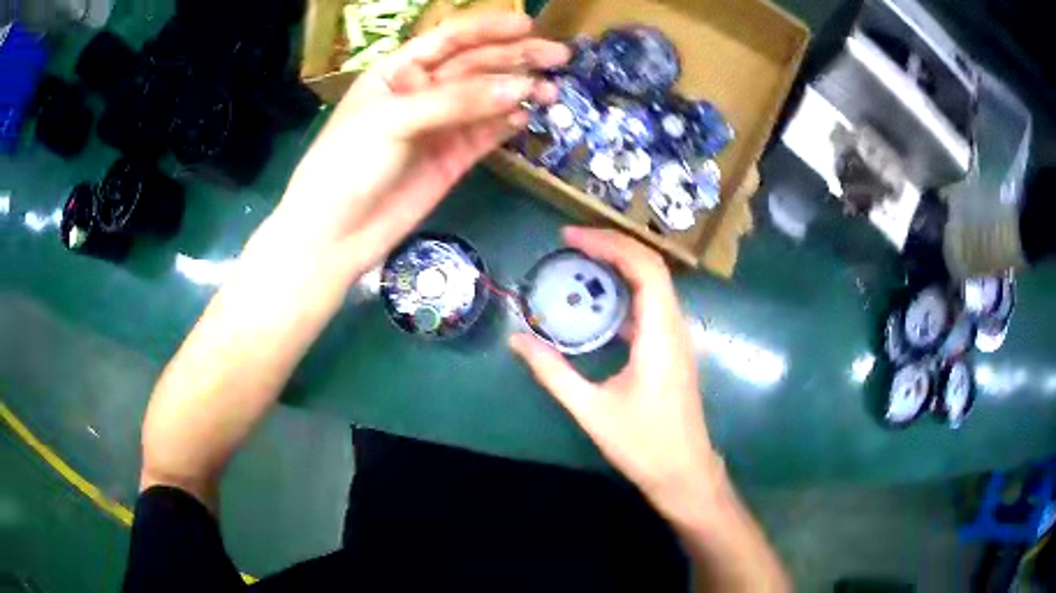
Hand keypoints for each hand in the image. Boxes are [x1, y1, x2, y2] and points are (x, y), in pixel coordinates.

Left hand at [260, 13, 569, 276]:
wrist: (335, 234)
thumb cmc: (347, 163)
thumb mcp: (392, 120)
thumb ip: (455, 101)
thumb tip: (520, 88)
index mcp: (398, 71)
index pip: (448, 39)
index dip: (488, 29)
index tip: (527, 25)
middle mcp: (422, 92)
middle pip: (475, 65)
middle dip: (515, 58)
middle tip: (558, 57)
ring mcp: (440, 126)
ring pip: (486, 99)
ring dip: (519, 91)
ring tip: (552, 90)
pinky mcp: (453, 157)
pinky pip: (487, 133)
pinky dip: (508, 123)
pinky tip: (528, 115)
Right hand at [510, 227, 719, 515]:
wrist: (684, 472)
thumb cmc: (643, 444)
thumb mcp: (592, 409)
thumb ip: (553, 372)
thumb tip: (517, 341)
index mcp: (661, 335)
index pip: (645, 268)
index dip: (609, 244)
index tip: (570, 238)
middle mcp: (675, 327)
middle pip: (651, 267)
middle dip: (612, 246)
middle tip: (570, 243)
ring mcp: (677, 337)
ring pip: (653, 284)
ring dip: (619, 266)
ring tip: (579, 263)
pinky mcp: (672, 349)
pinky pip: (650, 305)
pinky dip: (623, 292)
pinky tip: (596, 303)